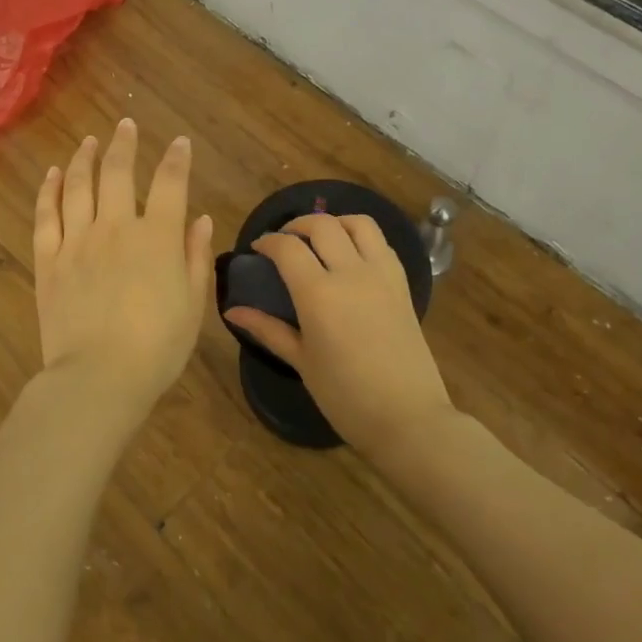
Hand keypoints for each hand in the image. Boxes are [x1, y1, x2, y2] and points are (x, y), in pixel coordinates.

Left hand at [32, 119, 213, 415]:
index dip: (176, 159)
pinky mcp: (49, 259)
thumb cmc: (156, 347)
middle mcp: (115, 227)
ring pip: (78, 185)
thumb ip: (195, 256)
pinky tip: (53, 175)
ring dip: (84, 159)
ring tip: (89, 142)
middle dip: (124, 144)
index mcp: (156, 238)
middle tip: (126, 126)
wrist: (98, 378)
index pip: (170, 184)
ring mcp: (77, 240)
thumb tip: (201, 219)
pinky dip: (49, 190)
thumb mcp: (192, 305)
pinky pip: (46, 215)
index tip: (179, 142)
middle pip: (117, 172)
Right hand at [223, 213, 453, 457]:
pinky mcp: (402, 282)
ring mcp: (381, 274)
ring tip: (320, 239)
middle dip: (296, 225)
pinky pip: (381, 242)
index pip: (287, 247)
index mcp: (318, 294)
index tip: (257, 248)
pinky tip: (350, 255)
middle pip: (321, 224)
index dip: (267, 241)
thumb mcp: (301, 362)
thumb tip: (232, 311)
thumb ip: (267, 329)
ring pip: (357, 223)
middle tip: (284, 241)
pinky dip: (360, 236)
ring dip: (333, 222)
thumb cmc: (346, 397)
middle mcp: (350, 272)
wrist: (409, 419)